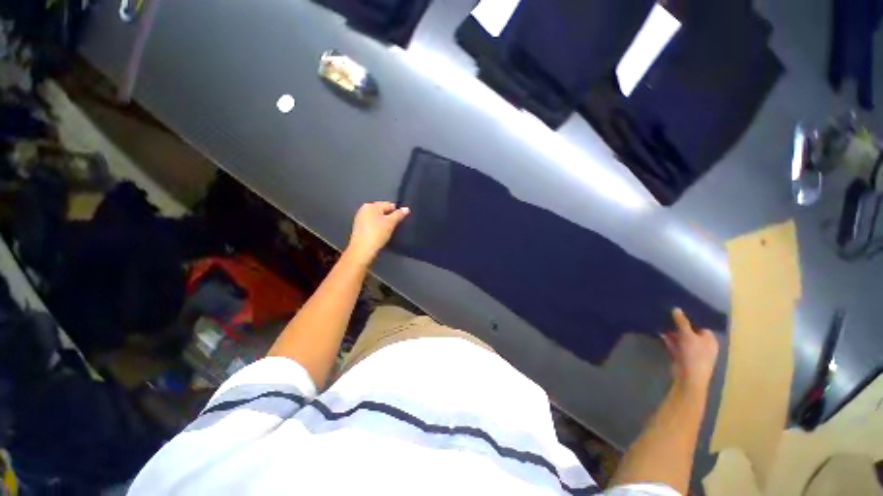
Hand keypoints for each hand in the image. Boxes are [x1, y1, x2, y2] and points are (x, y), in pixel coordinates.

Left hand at [345, 202, 409, 265]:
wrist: (362, 250)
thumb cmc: (377, 234)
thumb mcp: (391, 223)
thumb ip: (399, 214)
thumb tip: (406, 209)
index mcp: (371, 205)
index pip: (389, 205)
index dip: (397, 212)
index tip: (400, 221)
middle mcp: (364, 209)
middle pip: (382, 210)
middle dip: (389, 217)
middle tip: (394, 227)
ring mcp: (360, 218)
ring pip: (377, 218)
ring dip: (383, 223)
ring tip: (387, 231)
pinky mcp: (359, 228)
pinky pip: (372, 224)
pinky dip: (377, 227)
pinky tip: (380, 234)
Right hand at [661, 308, 718, 391]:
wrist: (689, 378)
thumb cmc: (695, 355)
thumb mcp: (688, 335)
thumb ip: (682, 322)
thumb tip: (676, 308)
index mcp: (709, 340)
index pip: (701, 325)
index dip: (690, 317)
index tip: (679, 309)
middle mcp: (702, 345)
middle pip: (690, 331)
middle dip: (679, 324)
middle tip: (667, 313)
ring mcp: (691, 351)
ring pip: (681, 338)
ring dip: (672, 331)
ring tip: (661, 321)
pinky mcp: (682, 356)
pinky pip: (675, 344)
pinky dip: (669, 339)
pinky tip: (660, 332)